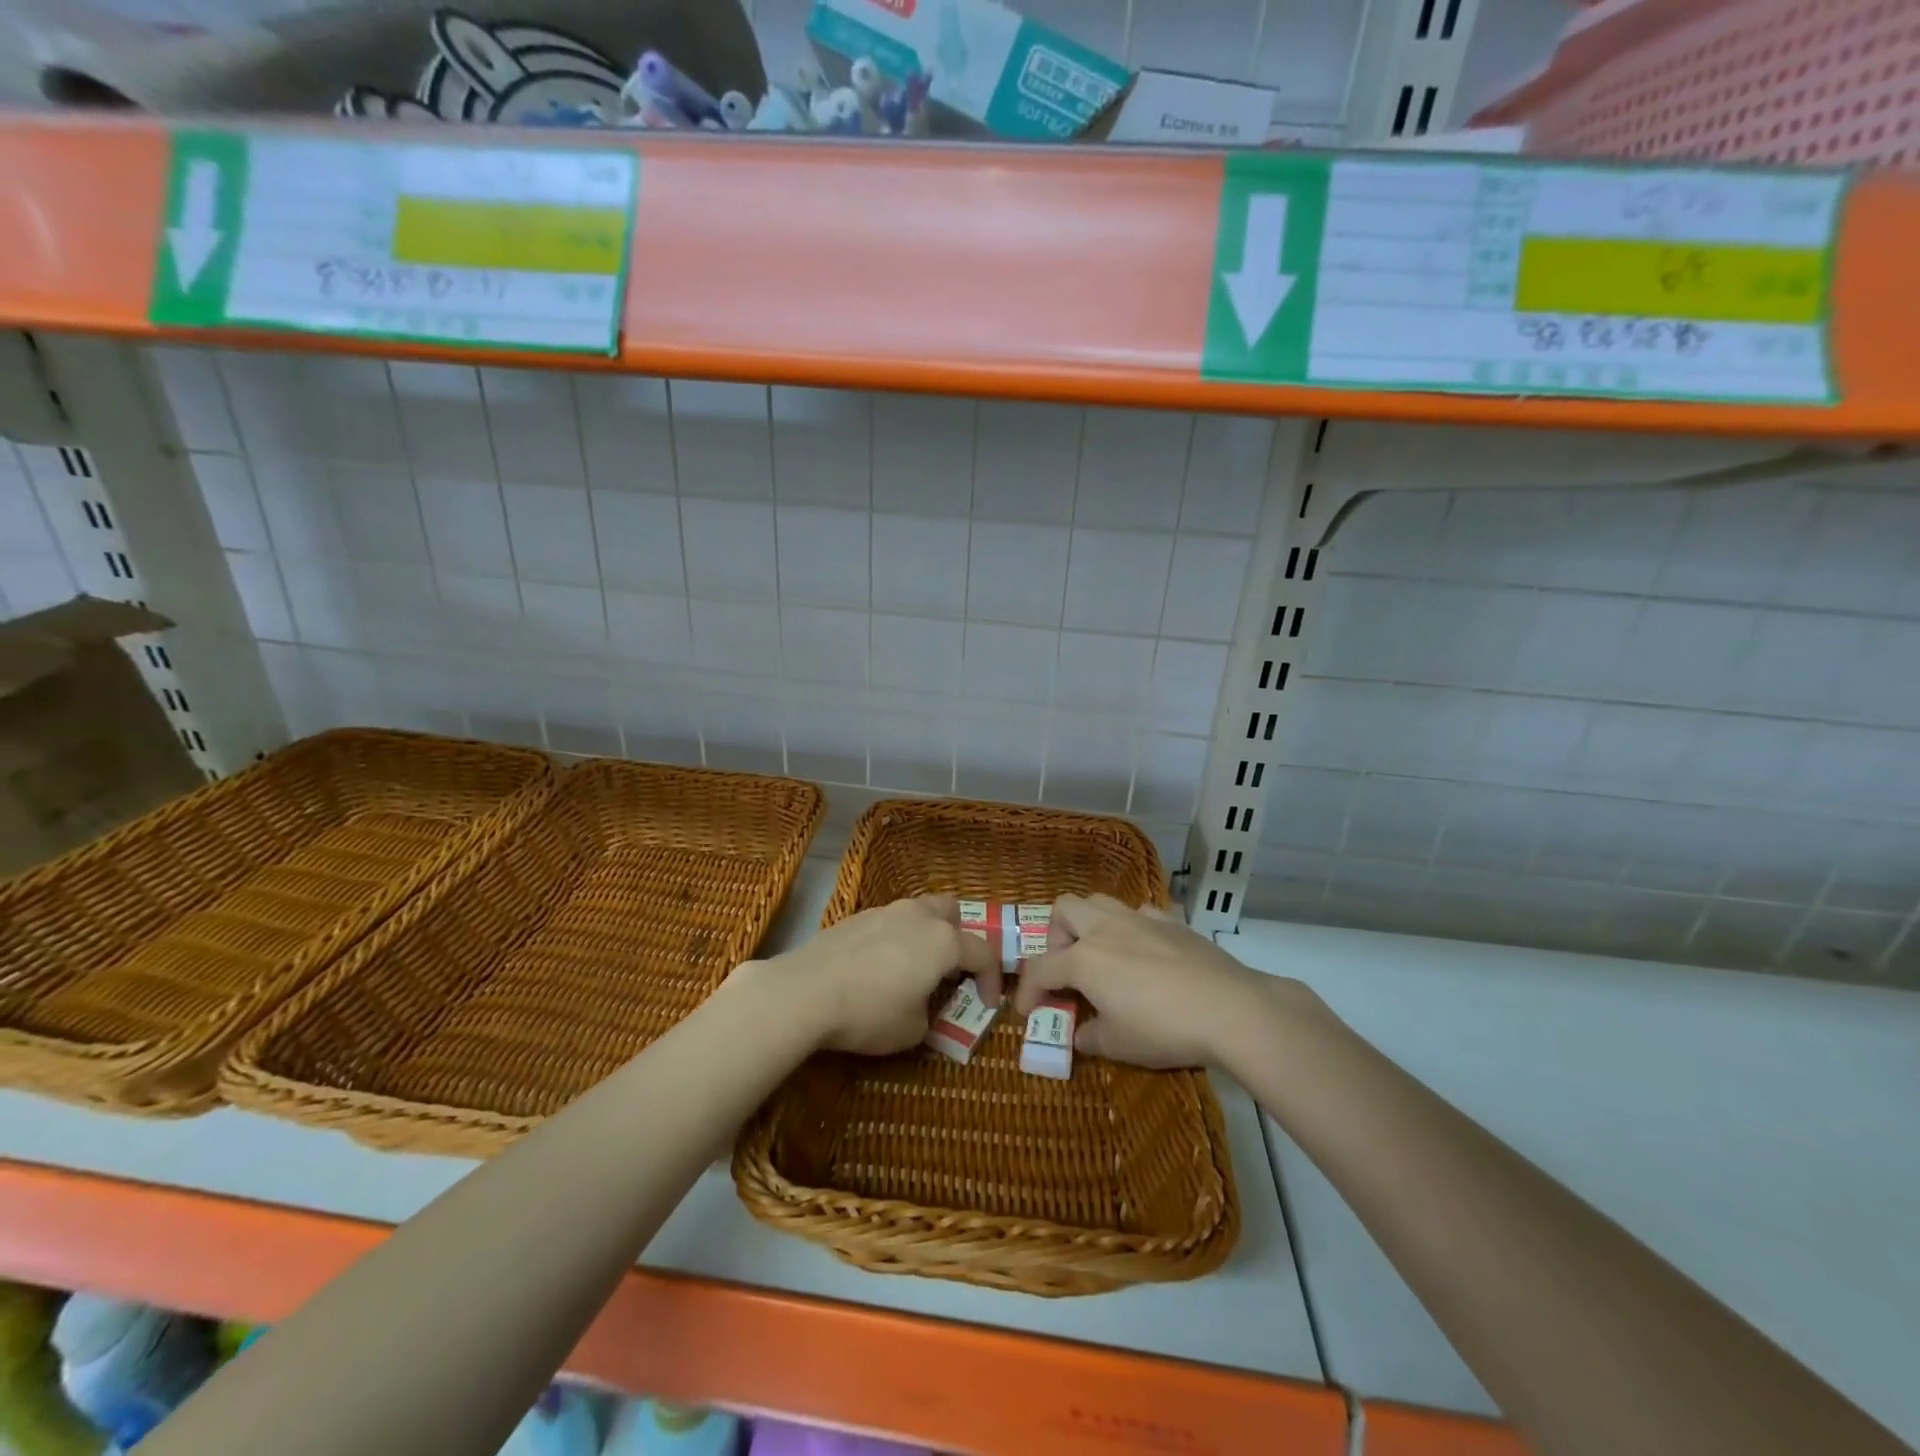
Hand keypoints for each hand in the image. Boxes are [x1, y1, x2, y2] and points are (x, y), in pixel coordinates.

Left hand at [746, 896, 998, 1056]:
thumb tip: (924, 1006)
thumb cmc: (869, 1012)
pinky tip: (878, 968)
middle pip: (952, 913)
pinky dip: (895, 940)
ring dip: (925, 936)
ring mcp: (884, 911)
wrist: (804, 991)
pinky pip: (889, 923)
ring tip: (913, 969)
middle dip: (959, 939)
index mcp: (943, 942)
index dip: (992, 981)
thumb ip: (931, 1014)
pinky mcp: (855, 918)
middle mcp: (918, 917)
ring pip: (918, 912)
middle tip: (950, 971)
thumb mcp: (913, 1030)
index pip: (983, 954)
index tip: (988, 1005)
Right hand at [1011, 893, 1311, 1068]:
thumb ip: (1090, 1036)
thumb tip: (1080, 1032)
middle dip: (1054, 937)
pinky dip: (1131, 928)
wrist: (1230, 1009)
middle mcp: (1105, 929)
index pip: (1040, 969)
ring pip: (1099, 901)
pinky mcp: (1171, 921)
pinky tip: (1143, 953)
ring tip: (1101, 955)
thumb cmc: (1163, 1028)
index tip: (1028, 1012)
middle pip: (1063, 910)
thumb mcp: (1118, 1045)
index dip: (1028, 992)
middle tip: (1066, 969)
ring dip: (1089, 924)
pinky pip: (1139, 913)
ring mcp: (1140, 919)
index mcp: (1083, 959)